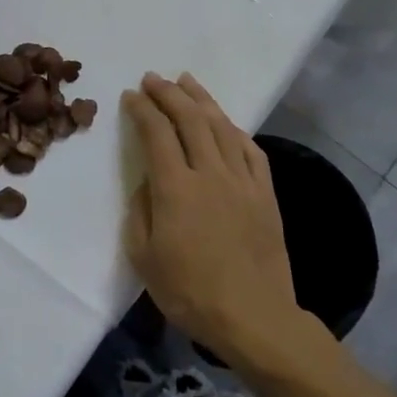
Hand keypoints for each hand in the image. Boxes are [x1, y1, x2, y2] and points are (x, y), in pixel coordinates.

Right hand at [121, 72, 300, 362]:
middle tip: (153, 78)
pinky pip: (251, 150)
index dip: (142, 109)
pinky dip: (235, 129)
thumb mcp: (144, 257)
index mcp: (176, 187)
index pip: (156, 132)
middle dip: (168, 93)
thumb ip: (140, 211)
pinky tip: (226, 122)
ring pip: (222, 126)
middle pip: (190, 119)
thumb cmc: (190, 292)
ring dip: (202, 100)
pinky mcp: (265, 194)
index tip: (131, 95)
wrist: (254, 318)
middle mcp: (210, 173)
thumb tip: (148, 182)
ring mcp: (242, 181)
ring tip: (187, 81)